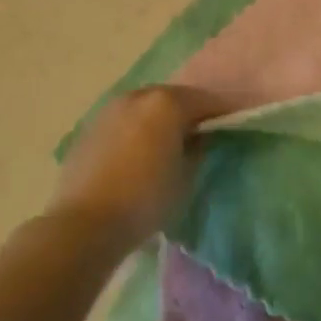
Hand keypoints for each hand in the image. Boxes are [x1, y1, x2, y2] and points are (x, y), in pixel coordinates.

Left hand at [52, 86, 220, 246]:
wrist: (85, 223)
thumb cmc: (146, 199)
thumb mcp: (186, 177)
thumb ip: (198, 149)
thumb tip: (198, 138)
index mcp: (166, 103)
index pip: (206, 100)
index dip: (223, 112)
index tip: (235, 123)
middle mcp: (137, 96)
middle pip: (172, 98)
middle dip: (189, 112)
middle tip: (202, 133)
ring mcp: (109, 110)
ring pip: (145, 107)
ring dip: (159, 119)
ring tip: (168, 143)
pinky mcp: (89, 128)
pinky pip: (123, 122)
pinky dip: (136, 130)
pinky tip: (138, 153)